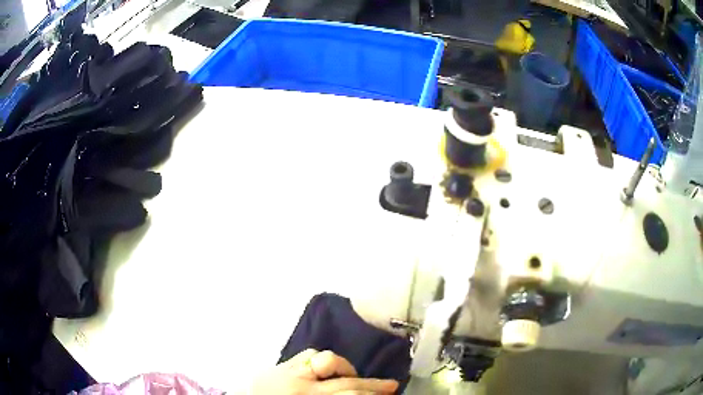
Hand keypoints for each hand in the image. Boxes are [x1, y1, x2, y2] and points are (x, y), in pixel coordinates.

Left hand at [250, 349, 398, 393]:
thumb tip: (357, 394)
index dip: (371, 394)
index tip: (389, 394)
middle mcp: (301, 385)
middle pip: (346, 382)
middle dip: (372, 385)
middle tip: (391, 386)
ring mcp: (288, 371)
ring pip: (325, 360)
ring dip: (345, 368)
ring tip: (354, 376)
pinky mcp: (280, 363)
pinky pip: (307, 354)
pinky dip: (323, 360)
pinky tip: (328, 368)